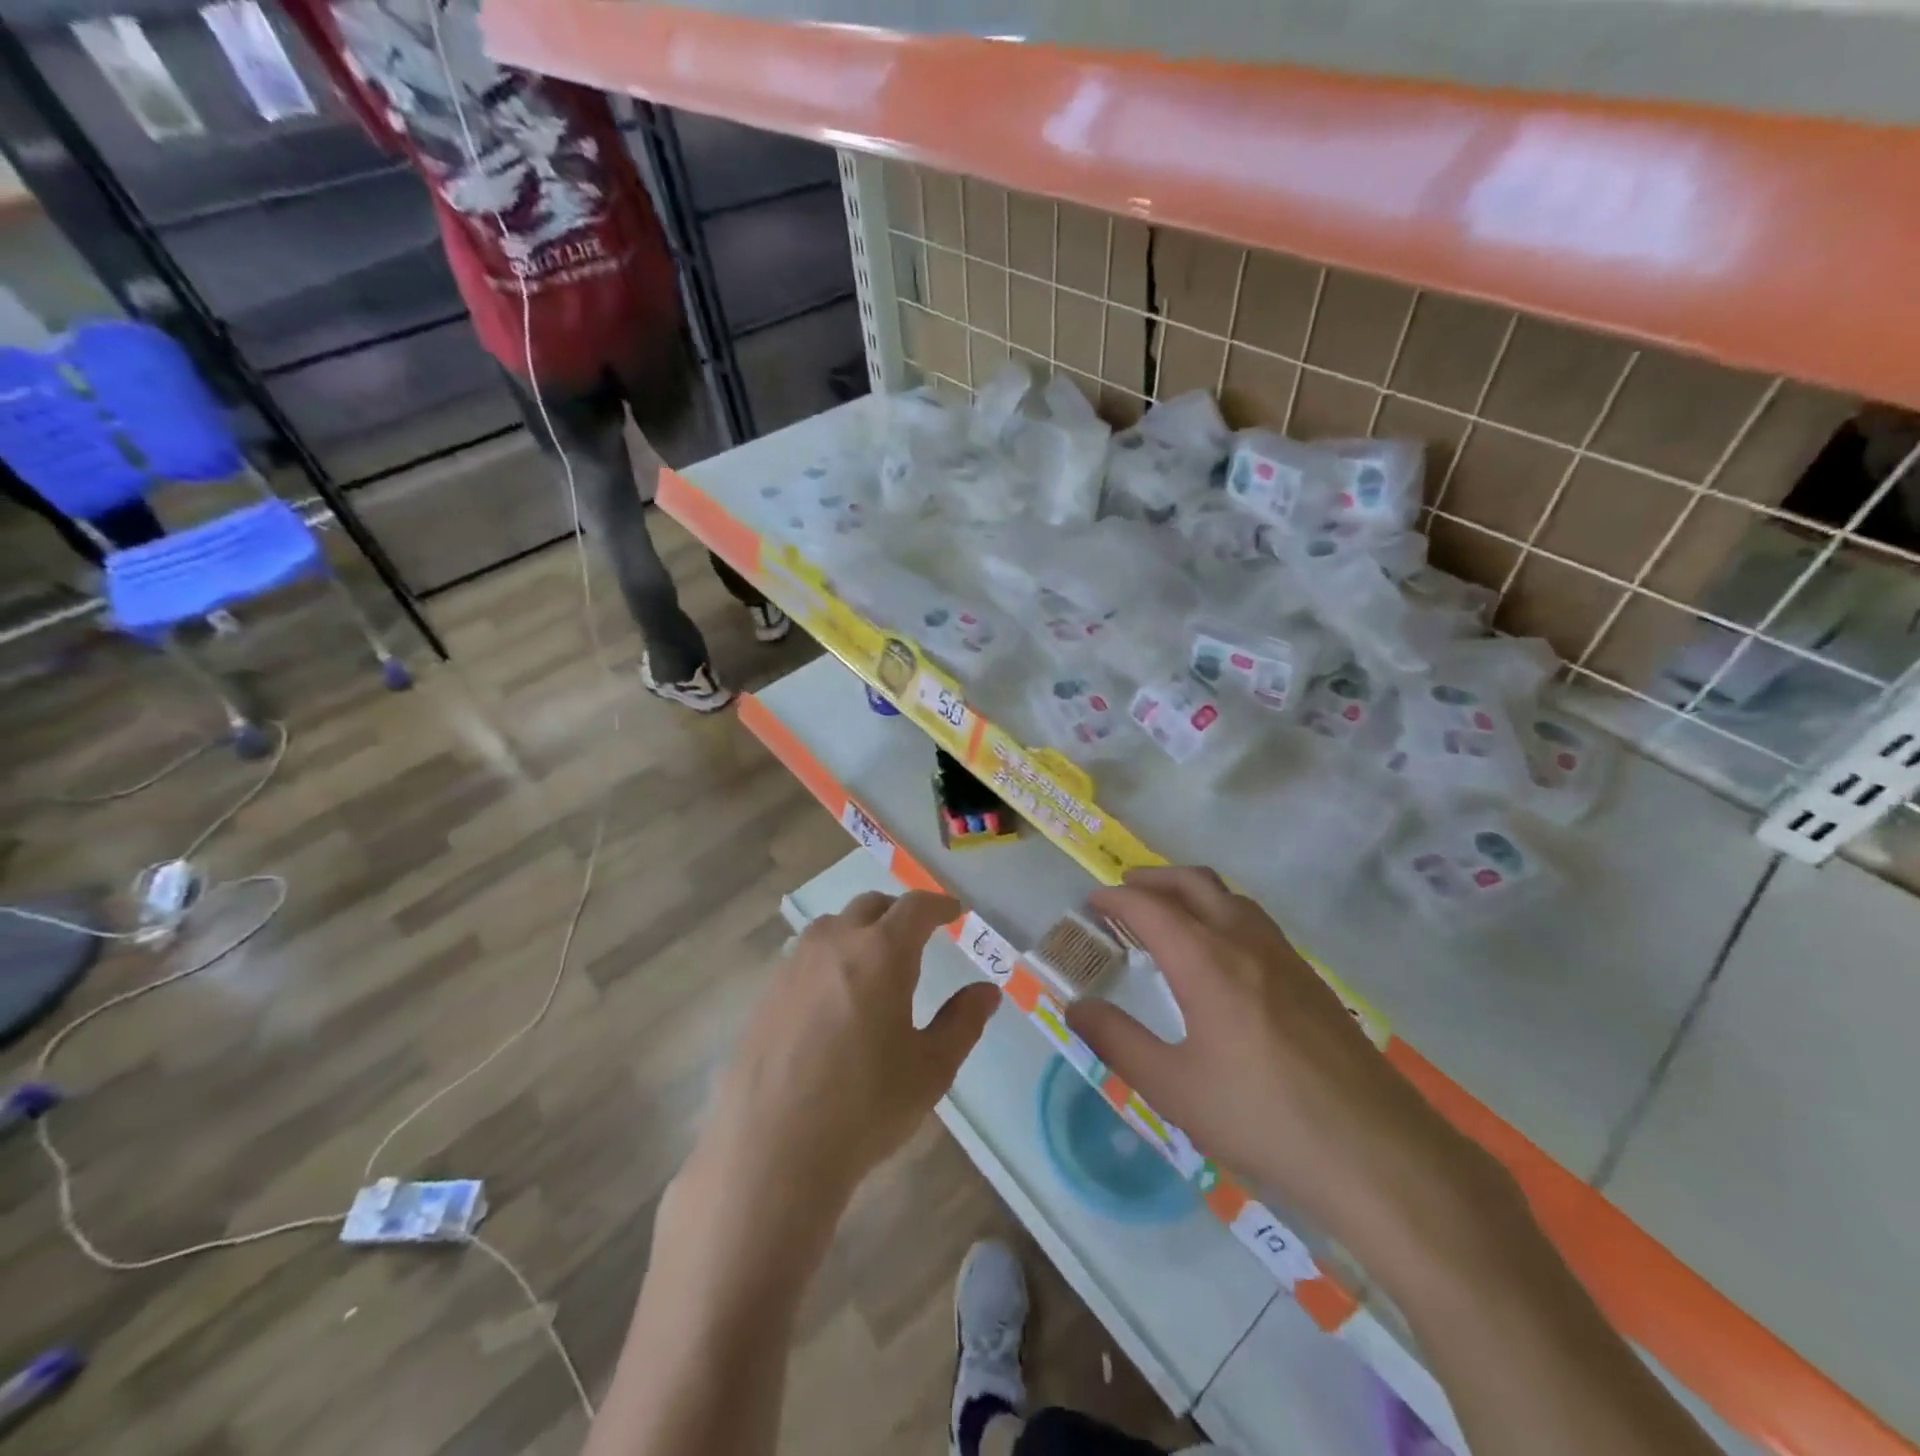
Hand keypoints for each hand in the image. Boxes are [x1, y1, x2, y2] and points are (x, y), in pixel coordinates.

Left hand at [692, 890, 999, 1218]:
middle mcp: (835, 943)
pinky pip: (803, 956)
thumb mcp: (931, 1068)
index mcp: (882, 952)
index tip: (954, 912)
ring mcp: (794, 965)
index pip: (916, 907)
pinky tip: (831, 997)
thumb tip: (987, 991)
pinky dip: (827, 958)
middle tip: (916, 935)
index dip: (939, 905)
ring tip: (872, 961)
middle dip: (898, 912)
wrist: (773, 1150)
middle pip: (870, 906)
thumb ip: (963, 1021)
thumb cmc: (865, 1106)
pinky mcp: (766, 992)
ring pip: (832, 926)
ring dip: (858, 930)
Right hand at [1066, 867, 1505, 1252]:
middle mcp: (1245, 942)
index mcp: (1206, 960)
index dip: (1115, 898)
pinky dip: (1222, 914)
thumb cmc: (1262, 1117)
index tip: (1091, 902)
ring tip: (1168, 917)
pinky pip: (1255, 922)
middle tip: (1124, 893)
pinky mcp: (1311, 980)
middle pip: (1194, 882)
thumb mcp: (1173, 1088)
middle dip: (1153, 879)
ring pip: (1230, 897)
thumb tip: (1075, 1008)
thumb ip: (1117, 1042)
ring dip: (1191, 892)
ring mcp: (1285, 957)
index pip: (1149, 906)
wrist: (1377, 1153)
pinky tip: (1221, 956)